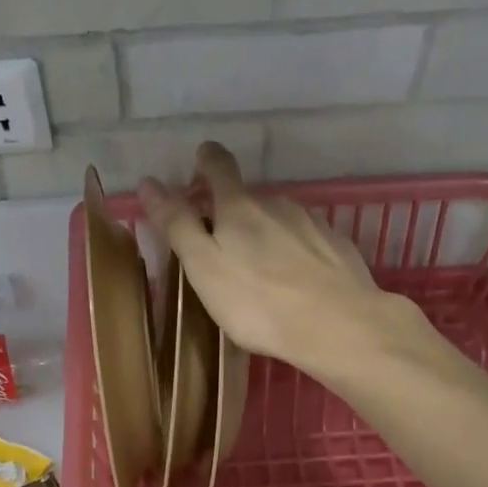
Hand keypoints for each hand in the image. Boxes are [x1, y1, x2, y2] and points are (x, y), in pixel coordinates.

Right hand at [138, 141, 390, 372]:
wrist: (336, 325)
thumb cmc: (258, 303)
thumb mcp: (204, 267)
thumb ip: (178, 225)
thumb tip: (149, 182)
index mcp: (239, 208)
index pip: (219, 167)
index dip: (207, 160)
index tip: (201, 160)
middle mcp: (277, 205)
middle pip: (250, 198)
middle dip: (234, 212)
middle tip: (224, 243)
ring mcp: (312, 223)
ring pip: (280, 219)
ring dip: (267, 234)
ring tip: (261, 269)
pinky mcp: (338, 247)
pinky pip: (308, 242)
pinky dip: (297, 253)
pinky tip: (296, 280)